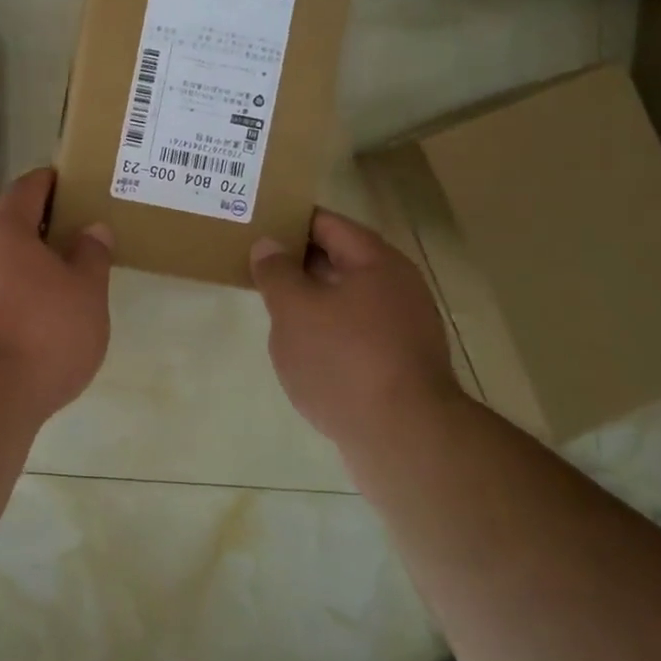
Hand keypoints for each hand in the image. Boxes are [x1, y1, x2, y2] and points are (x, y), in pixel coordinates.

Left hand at [0, 168, 113, 419]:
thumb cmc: (44, 331)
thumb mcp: (86, 291)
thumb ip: (92, 255)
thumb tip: (92, 229)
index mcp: (5, 228)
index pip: (28, 188)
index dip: (51, 182)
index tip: (73, 184)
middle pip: (10, 224)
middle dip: (42, 227)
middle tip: (78, 236)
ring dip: (27, 264)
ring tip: (64, 279)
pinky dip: (14, 293)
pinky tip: (37, 316)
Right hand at [250, 209, 457, 450]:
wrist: (404, 440)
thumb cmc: (344, 359)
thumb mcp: (294, 309)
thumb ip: (276, 272)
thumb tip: (268, 245)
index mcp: (376, 262)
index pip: (327, 223)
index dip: (290, 220)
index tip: (256, 223)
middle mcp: (397, 288)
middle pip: (340, 260)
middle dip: (298, 261)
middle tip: (255, 263)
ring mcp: (403, 329)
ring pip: (346, 300)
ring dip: (311, 299)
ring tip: (271, 304)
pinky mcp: (399, 366)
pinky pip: (355, 334)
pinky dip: (327, 332)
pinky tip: (301, 348)